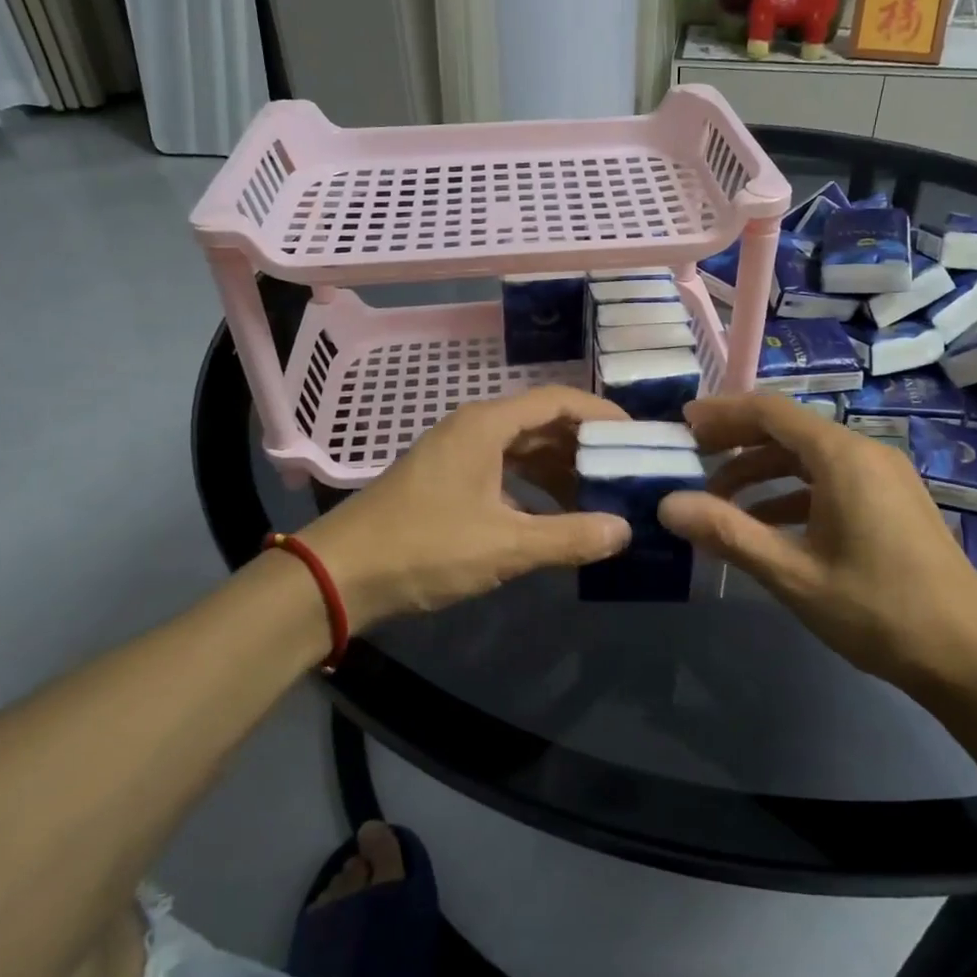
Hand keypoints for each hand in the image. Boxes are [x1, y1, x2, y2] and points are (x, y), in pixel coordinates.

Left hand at [296, 387, 632, 630]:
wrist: (338, 575)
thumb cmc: (423, 548)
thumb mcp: (504, 546)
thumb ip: (568, 537)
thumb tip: (625, 531)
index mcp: (486, 426)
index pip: (558, 400)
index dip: (602, 414)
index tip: (638, 437)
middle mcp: (473, 429)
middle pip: (542, 422)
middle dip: (585, 445)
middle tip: (626, 470)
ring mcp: (457, 454)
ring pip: (522, 448)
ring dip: (560, 468)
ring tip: (599, 495)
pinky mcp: (447, 480)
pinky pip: (503, 470)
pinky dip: (533, 486)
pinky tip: (553, 514)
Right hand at [658, 395, 976, 686]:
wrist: (970, 658)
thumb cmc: (877, 610)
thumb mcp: (793, 574)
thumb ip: (728, 534)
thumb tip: (668, 505)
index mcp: (842, 457)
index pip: (770, 411)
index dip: (722, 413)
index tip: (682, 425)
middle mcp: (865, 453)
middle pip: (789, 429)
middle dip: (737, 442)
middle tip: (692, 459)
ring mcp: (884, 477)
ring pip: (809, 457)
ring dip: (762, 472)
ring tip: (719, 501)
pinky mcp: (892, 502)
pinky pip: (831, 480)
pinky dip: (792, 493)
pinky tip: (766, 526)